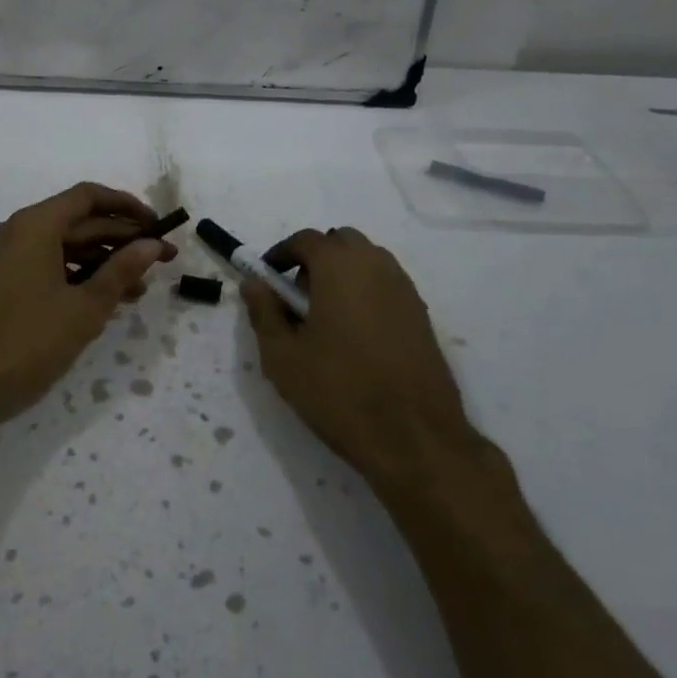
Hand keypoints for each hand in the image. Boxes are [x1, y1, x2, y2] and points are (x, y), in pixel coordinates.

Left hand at [0, 183, 175, 436]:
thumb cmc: (26, 341)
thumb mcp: (84, 308)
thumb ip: (121, 272)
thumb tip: (152, 245)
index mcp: (35, 225)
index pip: (89, 197)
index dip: (128, 207)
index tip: (159, 226)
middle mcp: (18, 231)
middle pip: (79, 221)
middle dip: (122, 238)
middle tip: (163, 259)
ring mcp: (7, 257)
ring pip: (65, 247)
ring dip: (103, 262)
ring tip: (141, 288)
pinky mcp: (3, 283)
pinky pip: (49, 266)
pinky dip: (78, 277)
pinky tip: (105, 301)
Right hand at [242, 227, 475, 486]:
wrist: (415, 438)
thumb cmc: (339, 391)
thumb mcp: (283, 357)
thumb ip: (264, 312)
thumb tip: (254, 284)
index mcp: (339, 267)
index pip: (305, 240)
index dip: (281, 254)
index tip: (267, 279)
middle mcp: (376, 266)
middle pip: (341, 242)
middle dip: (315, 259)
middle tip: (297, 297)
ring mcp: (405, 290)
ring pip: (368, 262)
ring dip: (343, 274)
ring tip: (325, 318)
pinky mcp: (422, 316)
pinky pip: (387, 286)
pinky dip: (366, 293)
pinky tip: (355, 336)